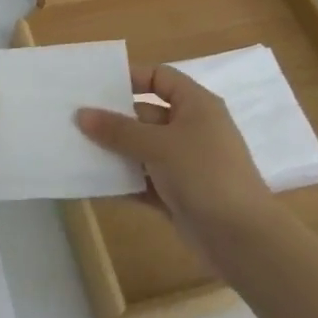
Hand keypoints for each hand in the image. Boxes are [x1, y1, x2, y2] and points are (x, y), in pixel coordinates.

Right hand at [77, 64, 274, 244]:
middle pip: (145, 114)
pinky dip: (123, 181)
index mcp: (195, 105)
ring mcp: (185, 163)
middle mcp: (191, 129)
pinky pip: (144, 180)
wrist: (243, 239)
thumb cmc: (204, 174)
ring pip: (142, 149)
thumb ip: (118, 130)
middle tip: (74, 118)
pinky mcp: (178, 194)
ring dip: (114, 151)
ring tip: (75, 148)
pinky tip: (92, 182)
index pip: (159, 77)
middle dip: (113, 118)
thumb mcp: (159, 145)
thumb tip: (81, 114)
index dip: (129, 77)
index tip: (95, 85)